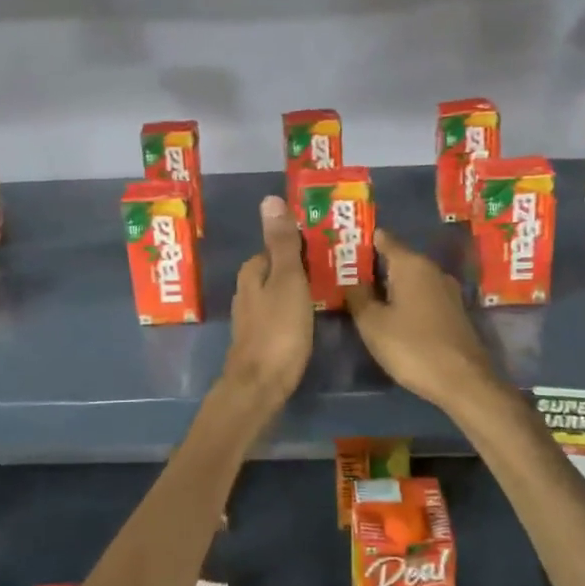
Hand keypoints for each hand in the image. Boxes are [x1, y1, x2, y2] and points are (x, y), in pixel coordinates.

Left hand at [223, 196, 313, 403]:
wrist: (260, 385)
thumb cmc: (278, 330)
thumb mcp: (287, 280)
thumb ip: (281, 242)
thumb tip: (269, 199)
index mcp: (252, 271)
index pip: (277, 246)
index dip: (302, 244)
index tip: (330, 246)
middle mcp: (246, 290)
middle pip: (278, 269)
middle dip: (302, 266)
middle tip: (338, 268)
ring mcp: (251, 316)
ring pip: (279, 292)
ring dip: (300, 289)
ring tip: (331, 290)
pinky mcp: (260, 338)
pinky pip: (281, 313)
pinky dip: (295, 310)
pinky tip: (312, 318)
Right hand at [344, 229, 500, 412]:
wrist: (463, 381)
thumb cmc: (412, 346)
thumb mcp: (372, 323)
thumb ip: (357, 296)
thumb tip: (350, 279)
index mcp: (411, 264)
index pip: (383, 239)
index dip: (362, 241)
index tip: (341, 248)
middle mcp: (432, 269)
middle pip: (397, 258)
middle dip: (372, 266)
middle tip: (344, 276)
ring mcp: (446, 291)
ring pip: (410, 279)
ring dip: (388, 285)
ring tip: (363, 297)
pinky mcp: (453, 311)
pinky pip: (422, 295)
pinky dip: (404, 299)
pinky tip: (391, 315)